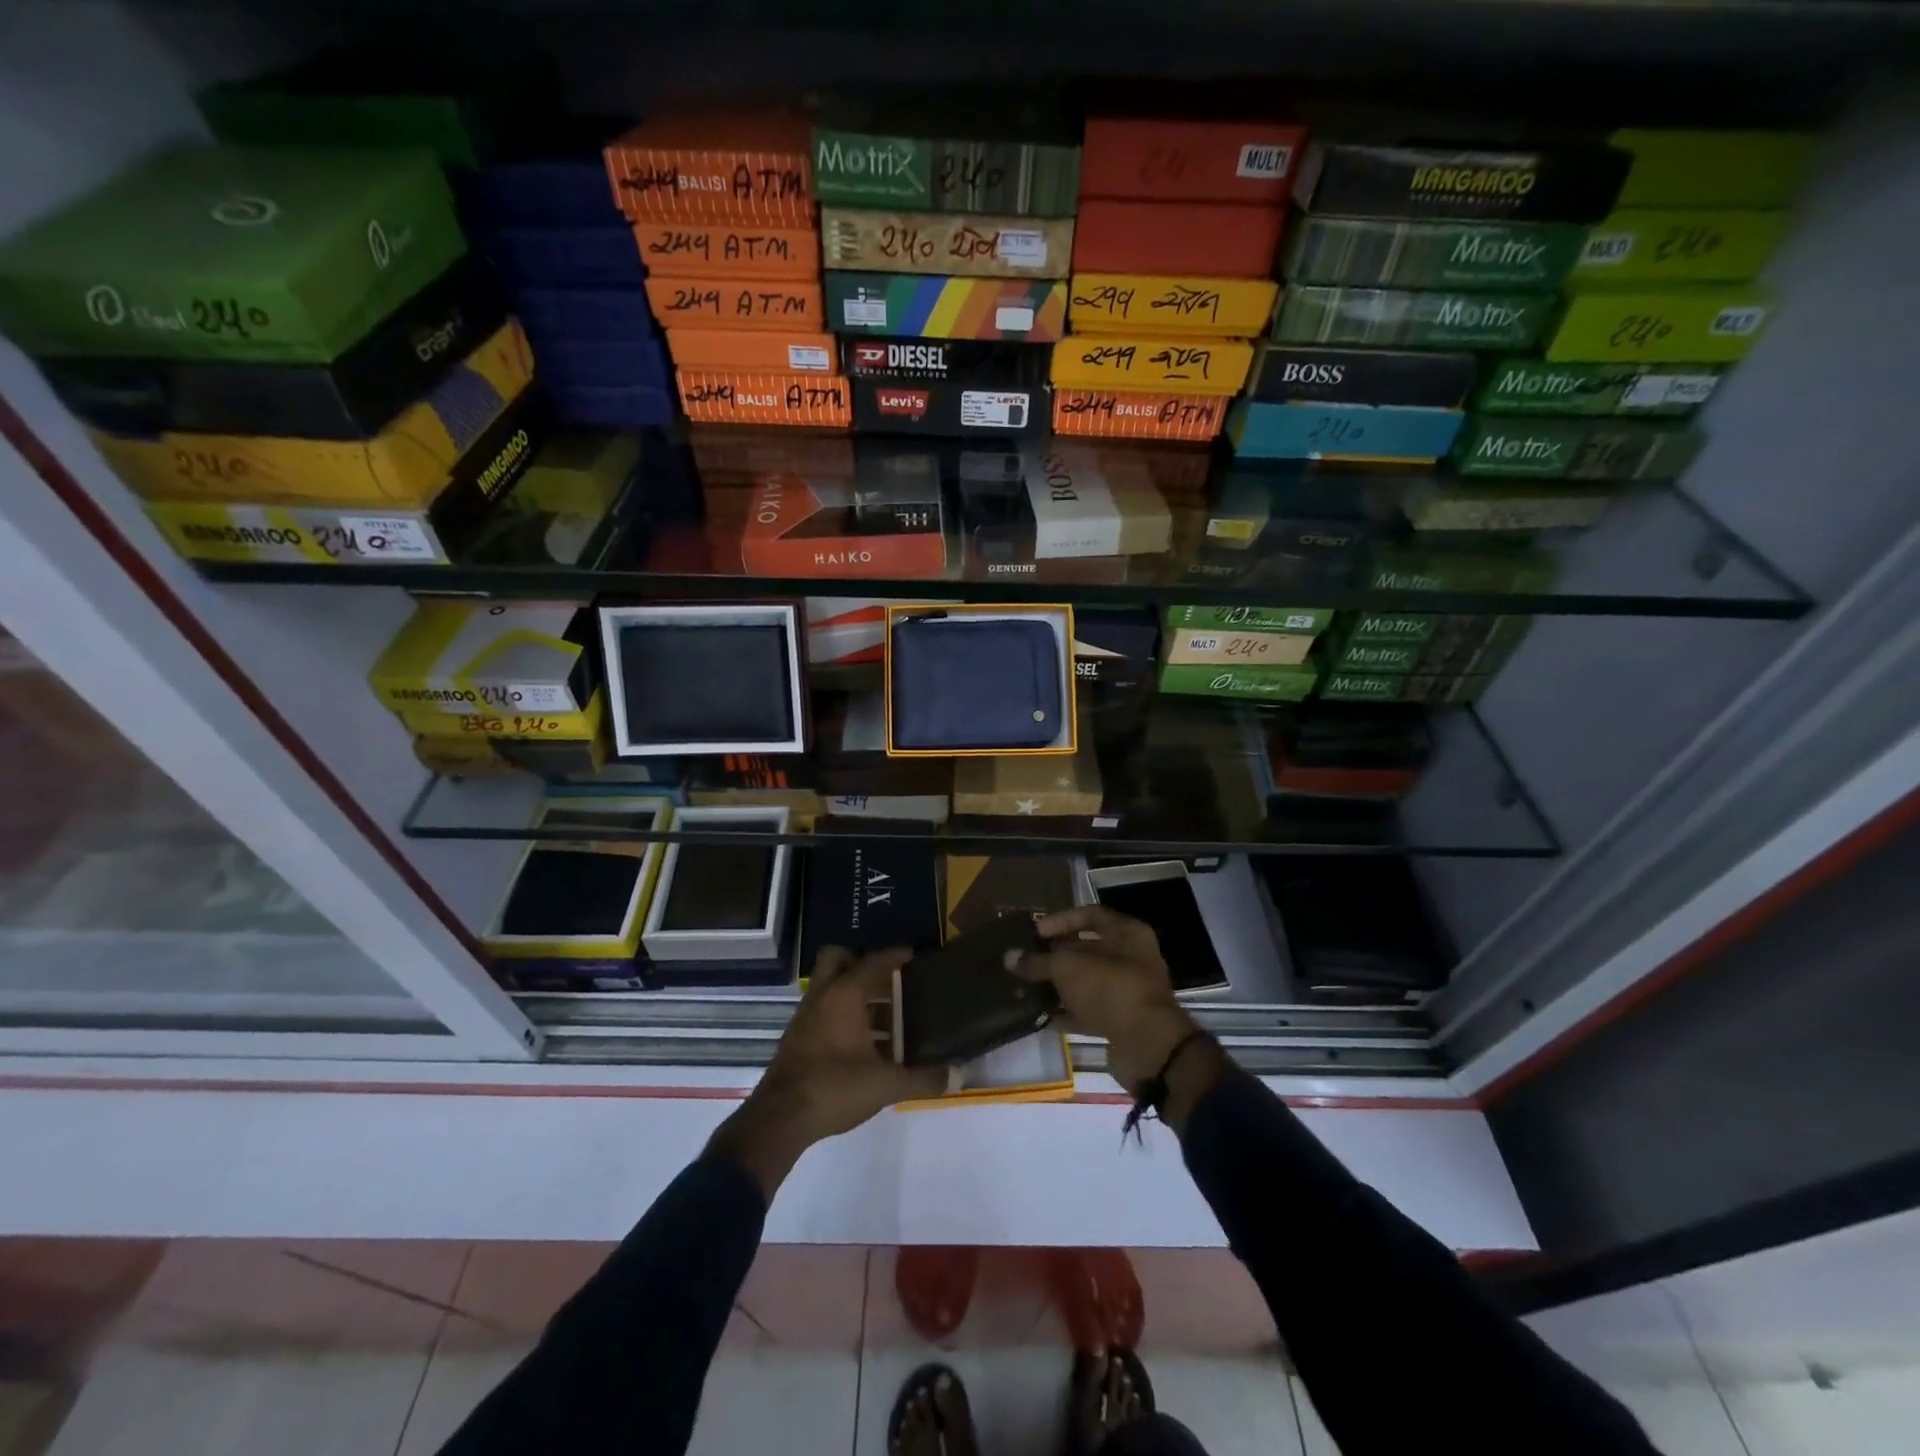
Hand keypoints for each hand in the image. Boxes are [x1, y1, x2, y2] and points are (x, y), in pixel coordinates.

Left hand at [709, 946, 944, 1199]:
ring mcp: (806, 1017)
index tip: (913, 955)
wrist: (779, 1119)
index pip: (873, 962)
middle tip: (889, 982)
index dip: (894, 956)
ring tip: (887, 1020)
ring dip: (856, 996)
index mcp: (845, 995)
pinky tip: (865, 1045)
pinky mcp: (798, 1038)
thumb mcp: (885, 1085)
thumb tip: (956, 1075)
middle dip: (862, 964)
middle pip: (839, 959)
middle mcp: (823, 996)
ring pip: (831, 988)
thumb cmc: (834, 1088)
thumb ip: (922, 1078)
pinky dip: (844, 1017)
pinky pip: (824, 1011)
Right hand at [1014, 906, 1227, 1120]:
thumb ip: (1038, 961)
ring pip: (1087, 981)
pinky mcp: (1122, 1021)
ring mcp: (1128, 991)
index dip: (1061, 920)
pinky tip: (1041, 1014)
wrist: (1148, 1046)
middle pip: (1088, 948)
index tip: (1035, 933)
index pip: (1090, 915)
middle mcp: (1132, 958)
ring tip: (1027, 986)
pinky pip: (1089, 1010)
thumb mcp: (1068, 968)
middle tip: (1026, 959)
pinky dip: (1067, 1012)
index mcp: (1128, 933)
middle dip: (1056, 954)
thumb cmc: (1110, 989)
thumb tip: (1010, 957)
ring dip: (1059, 984)